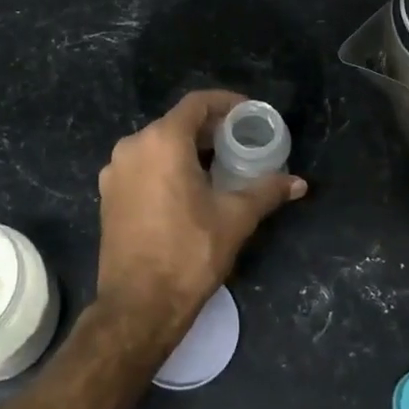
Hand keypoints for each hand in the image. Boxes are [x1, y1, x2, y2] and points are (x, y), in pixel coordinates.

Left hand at [93, 89, 305, 351]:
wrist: (138, 306)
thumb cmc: (189, 252)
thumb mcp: (235, 218)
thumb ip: (267, 191)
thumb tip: (299, 183)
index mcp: (162, 141)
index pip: (197, 104)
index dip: (226, 103)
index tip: (250, 114)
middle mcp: (132, 147)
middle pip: (177, 123)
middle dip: (210, 129)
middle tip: (241, 142)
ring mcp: (115, 172)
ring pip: (158, 146)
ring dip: (188, 149)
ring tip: (220, 165)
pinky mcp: (109, 196)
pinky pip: (143, 167)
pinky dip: (167, 167)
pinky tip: (190, 189)